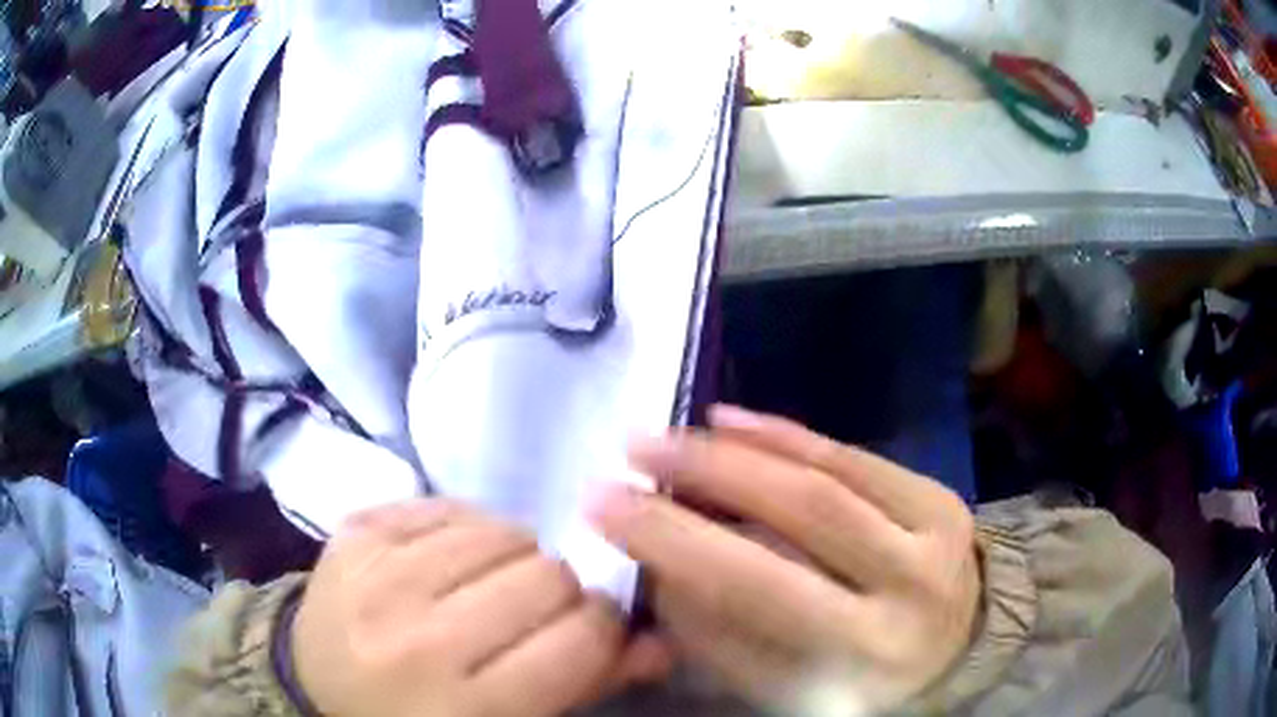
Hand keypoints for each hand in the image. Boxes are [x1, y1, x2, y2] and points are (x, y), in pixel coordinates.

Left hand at [292, 500, 668, 716]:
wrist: (313, 689)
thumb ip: (587, 684)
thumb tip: (659, 641)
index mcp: (465, 706)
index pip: (577, 637)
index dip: (601, 625)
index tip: (589, 627)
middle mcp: (418, 639)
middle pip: (543, 575)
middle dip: (559, 590)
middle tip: (537, 609)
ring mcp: (376, 577)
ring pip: (499, 531)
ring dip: (514, 555)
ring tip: (493, 581)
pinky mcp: (352, 535)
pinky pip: (443, 505)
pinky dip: (465, 529)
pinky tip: (452, 558)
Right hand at [591, 406, 980, 713]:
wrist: (954, 650)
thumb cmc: (855, 682)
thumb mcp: (782, 683)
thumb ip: (718, 629)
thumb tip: (661, 560)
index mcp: (864, 654)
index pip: (759, 590)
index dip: (677, 541)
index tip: (606, 505)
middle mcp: (910, 591)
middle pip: (804, 514)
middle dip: (707, 474)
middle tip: (636, 449)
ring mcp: (937, 535)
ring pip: (831, 474)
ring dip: (744, 446)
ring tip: (677, 433)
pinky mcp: (943, 499)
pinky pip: (858, 457)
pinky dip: (791, 435)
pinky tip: (736, 422)